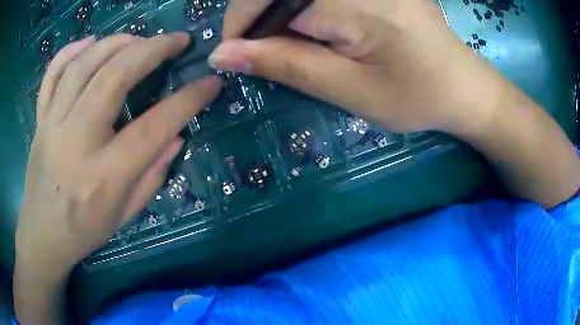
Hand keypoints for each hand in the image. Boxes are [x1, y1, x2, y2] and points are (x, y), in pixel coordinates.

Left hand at [16, 33, 220, 280]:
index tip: (210, 83)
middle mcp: (76, 142)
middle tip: (176, 40)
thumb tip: (176, 137)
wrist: (43, 234)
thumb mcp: (124, 216)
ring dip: (116, 43)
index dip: (187, 101)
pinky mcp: (40, 119)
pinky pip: (52, 74)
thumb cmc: (84, 230)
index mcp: (104, 176)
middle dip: (152, 49)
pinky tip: (90, 43)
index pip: (153, 127)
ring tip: (138, 39)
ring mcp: (53, 125)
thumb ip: (151, 176)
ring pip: (83, 65)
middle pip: (114, 77)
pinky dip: (71, 51)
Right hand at [209, 0, 497, 133]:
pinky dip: (302, 6)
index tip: (237, 55)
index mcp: (354, 1)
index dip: (241, 24)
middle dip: (259, 15)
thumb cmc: (416, 96)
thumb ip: (286, 65)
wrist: (461, 84)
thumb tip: (223, 55)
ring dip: (281, 11)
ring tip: (295, 40)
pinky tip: (316, 24)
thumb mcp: (350, 90)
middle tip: (266, 49)